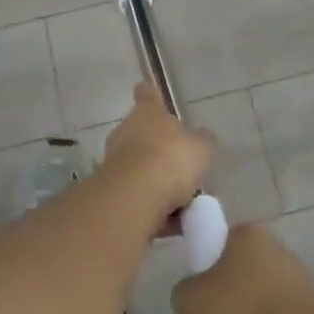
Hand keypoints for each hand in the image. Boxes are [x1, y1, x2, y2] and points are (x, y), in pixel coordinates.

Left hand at [99, 84, 213, 230]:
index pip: (148, 95)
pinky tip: (171, 223)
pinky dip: (152, 205)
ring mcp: (115, 159)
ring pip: (140, 167)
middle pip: (143, 134)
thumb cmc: (170, 160)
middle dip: (159, 149)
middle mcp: (127, 130)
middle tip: (182, 167)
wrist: (134, 196)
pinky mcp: (111, 188)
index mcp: (148, 113)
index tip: (147, 89)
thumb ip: (203, 142)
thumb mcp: (201, 149)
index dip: (150, 94)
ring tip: (182, 203)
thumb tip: (202, 137)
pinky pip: (137, 194)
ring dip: (156, 181)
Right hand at [171, 223, 313, 313]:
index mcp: (249, 236)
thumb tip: (197, 304)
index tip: (198, 313)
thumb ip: (185, 295)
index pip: (217, 252)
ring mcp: (298, 293)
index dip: (202, 284)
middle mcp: (276, 257)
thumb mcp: (188, 299)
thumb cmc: (239, 312)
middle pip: (232, 296)